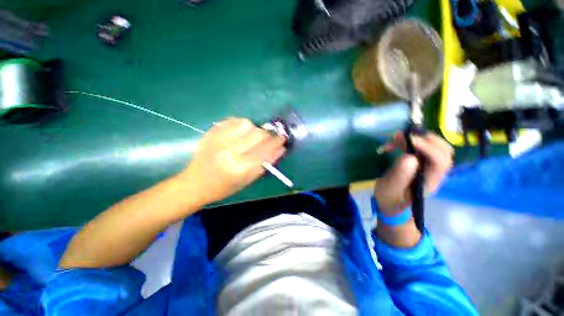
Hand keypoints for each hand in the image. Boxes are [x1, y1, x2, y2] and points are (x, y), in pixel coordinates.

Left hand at [181, 118, 285, 204]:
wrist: (196, 182)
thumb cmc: (225, 186)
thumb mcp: (249, 179)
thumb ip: (266, 163)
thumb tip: (281, 149)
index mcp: (240, 167)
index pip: (265, 149)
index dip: (276, 142)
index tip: (283, 138)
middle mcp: (230, 150)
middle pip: (258, 133)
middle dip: (268, 135)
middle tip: (269, 138)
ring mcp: (219, 139)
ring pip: (247, 123)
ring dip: (254, 129)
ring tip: (253, 137)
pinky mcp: (211, 132)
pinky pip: (233, 120)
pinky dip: (241, 125)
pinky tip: (241, 133)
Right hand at [374, 132, 453, 214]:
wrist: (389, 202)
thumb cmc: (390, 198)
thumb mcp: (391, 189)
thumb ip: (400, 175)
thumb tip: (409, 156)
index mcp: (430, 181)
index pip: (441, 161)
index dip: (429, 148)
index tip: (410, 140)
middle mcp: (433, 172)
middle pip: (444, 151)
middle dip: (429, 139)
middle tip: (409, 136)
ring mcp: (426, 166)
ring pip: (433, 147)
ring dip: (417, 138)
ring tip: (398, 137)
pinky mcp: (417, 162)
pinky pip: (419, 147)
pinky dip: (408, 141)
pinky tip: (395, 141)